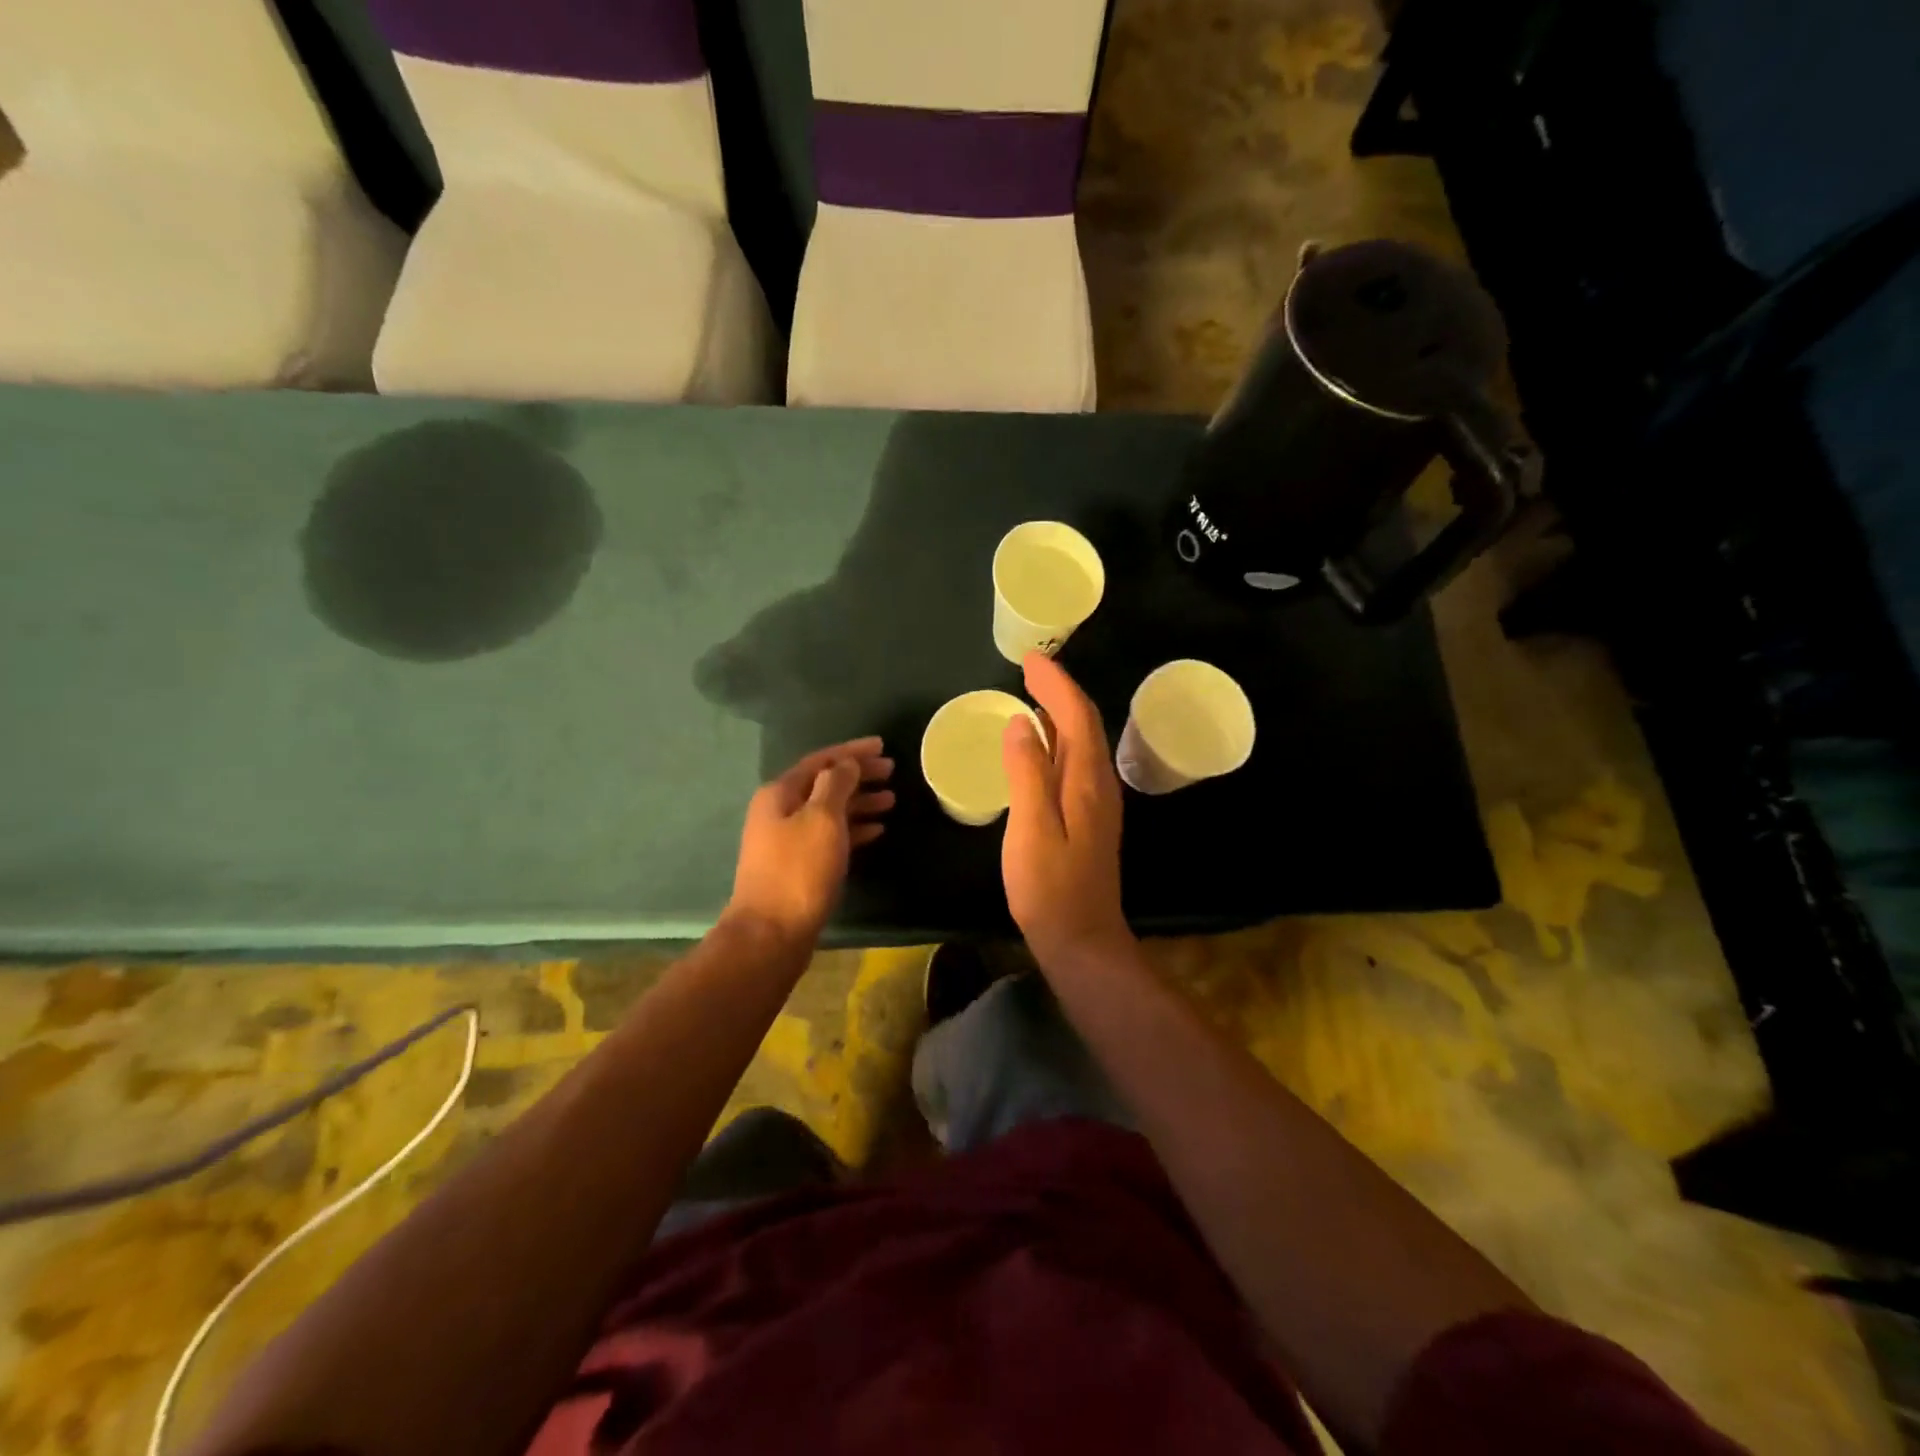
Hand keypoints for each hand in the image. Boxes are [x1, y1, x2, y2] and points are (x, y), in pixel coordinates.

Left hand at [727, 737, 894, 943]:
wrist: (771, 933)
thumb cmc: (799, 870)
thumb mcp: (822, 819)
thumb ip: (836, 785)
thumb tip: (846, 763)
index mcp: (780, 793)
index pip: (820, 760)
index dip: (852, 751)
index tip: (883, 746)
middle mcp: (779, 811)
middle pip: (824, 784)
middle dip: (858, 775)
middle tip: (891, 772)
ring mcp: (787, 840)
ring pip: (829, 811)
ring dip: (859, 802)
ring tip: (892, 800)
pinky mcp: (798, 865)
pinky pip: (829, 836)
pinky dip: (853, 829)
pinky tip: (876, 829)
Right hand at [1002, 654, 1130, 965]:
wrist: (1082, 940)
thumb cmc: (1050, 887)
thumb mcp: (1031, 827)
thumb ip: (1027, 771)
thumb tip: (1022, 721)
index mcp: (1087, 780)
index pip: (1076, 715)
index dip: (1055, 683)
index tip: (1030, 659)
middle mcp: (1099, 784)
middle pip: (1084, 723)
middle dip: (1059, 690)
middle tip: (1030, 669)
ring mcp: (1097, 802)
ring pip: (1082, 742)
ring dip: (1061, 712)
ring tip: (1033, 694)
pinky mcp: (1089, 818)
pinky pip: (1076, 762)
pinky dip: (1059, 739)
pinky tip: (1041, 745)